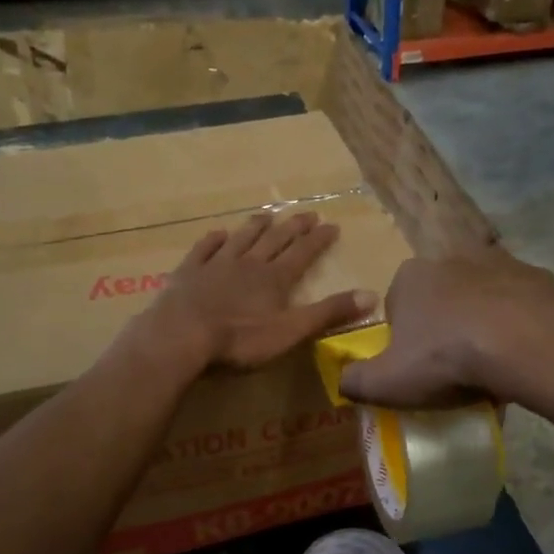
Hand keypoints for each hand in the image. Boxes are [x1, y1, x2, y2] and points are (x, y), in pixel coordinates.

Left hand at [132, 211, 375, 374]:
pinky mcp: (188, 273)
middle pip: (274, 240)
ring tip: (267, 215)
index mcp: (275, 279)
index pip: (302, 253)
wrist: (182, 336)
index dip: (318, 239)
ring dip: (256, 227)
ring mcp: (216, 265)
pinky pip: (204, 250)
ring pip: (241, 239)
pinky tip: (218, 234)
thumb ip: (329, 313)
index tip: (332, 225)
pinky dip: (213, 240)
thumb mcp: (291, 331)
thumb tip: (371, 295)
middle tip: (307, 214)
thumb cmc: (240, 339)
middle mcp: (248, 264)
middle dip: (293, 227)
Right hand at [338, 253, 553, 409]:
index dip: (404, 338)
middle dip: (444, 325)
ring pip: (482, 296)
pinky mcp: (537, 276)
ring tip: (491, 362)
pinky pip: (521, 303)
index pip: (397, 306)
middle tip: (454, 367)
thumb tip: (342, 381)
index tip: (417, 367)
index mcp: (410, 277)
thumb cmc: (445, 358)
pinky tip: (522, 352)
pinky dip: (519, 322)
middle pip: (440, 297)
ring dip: (482, 320)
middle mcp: (451, 259)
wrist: (524, 344)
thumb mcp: (386, 382)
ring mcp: (498, 263)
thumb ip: (355, 381)